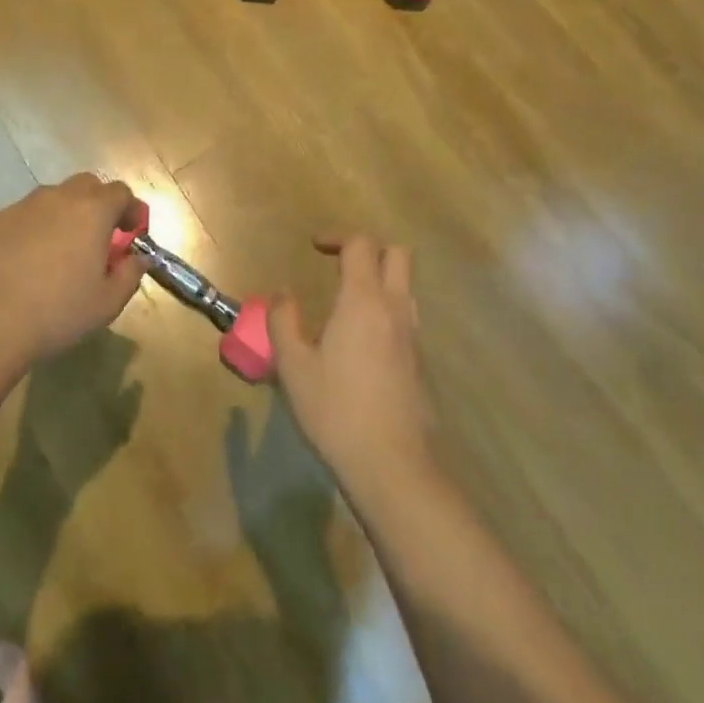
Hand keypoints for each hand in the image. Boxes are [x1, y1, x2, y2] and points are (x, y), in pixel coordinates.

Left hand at [0, 174, 146, 367]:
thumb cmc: (58, 312)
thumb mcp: (108, 302)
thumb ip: (130, 274)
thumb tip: (137, 259)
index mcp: (92, 211)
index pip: (121, 193)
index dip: (131, 209)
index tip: (133, 231)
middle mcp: (56, 198)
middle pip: (85, 185)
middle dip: (98, 204)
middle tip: (98, 236)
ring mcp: (19, 207)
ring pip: (49, 199)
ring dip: (62, 216)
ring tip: (58, 251)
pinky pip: (19, 219)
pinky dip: (30, 231)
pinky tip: (23, 264)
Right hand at [271, 235, 434, 484]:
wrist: (393, 465)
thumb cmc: (336, 410)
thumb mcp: (293, 366)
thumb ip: (283, 322)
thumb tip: (283, 295)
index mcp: (363, 301)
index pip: (361, 245)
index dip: (337, 237)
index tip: (314, 247)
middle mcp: (395, 309)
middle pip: (397, 255)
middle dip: (368, 249)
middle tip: (338, 264)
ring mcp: (413, 337)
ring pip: (406, 287)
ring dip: (380, 280)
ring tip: (347, 303)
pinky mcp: (420, 363)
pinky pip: (406, 318)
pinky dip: (386, 311)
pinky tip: (362, 343)